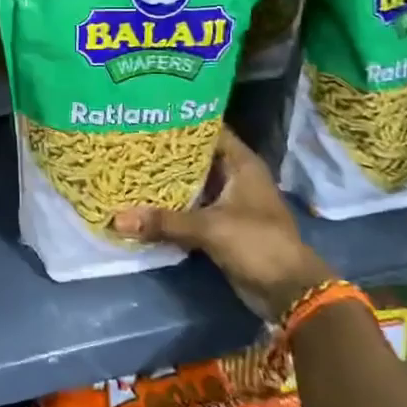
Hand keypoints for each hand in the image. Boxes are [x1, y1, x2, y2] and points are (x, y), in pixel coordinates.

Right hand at [112, 125, 331, 318]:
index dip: (180, 121)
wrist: (290, 292)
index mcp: (241, 163)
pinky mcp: (220, 225)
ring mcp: (228, 201)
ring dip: (166, 180)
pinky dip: (171, 206)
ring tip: (128, 166)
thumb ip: (164, 222)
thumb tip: (116, 219)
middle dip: (165, 152)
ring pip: (191, 183)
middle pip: (195, 156)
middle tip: (128, 140)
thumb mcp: (210, 228)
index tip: (147, 115)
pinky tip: (142, 200)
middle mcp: (234, 176)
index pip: (208, 129)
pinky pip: (190, 208)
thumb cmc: (258, 243)